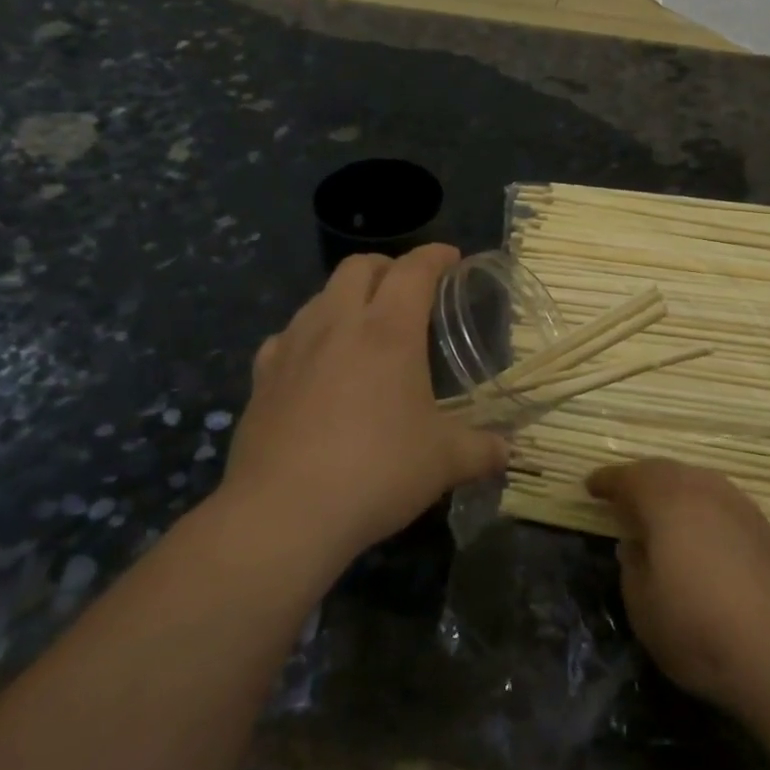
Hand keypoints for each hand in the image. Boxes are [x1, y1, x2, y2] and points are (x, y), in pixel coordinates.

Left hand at [224, 245, 507, 569]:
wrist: (283, 513)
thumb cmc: (376, 472)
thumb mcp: (444, 462)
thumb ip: (481, 450)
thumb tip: (507, 452)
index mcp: (388, 331)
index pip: (414, 270)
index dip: (435, 256)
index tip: (451, 257)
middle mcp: (337, 324)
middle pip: (359, 267)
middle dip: (388, 266)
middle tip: (408, 289)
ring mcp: (293, 347)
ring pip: (320, 295)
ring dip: (347, 296)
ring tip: (364, 324)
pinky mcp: (262, 377)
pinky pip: (287, 336)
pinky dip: (309, 335)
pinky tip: (316, 363)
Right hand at [588, 460, 769, 718]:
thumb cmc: (700, 630)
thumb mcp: (643, 608)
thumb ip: (633, 567)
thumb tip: (636, 545)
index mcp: (668, 502)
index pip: (630, 478)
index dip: (608, 481)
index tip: (591, 486)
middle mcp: (705, 491)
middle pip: (665, 471)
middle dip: (640, 479)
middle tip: (622, 495)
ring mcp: (740, 506)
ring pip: (697, 481)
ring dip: (673, 489)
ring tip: (659, 510)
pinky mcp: (765, 528)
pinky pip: (720, 500)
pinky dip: (700, 506)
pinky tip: (698, 531)